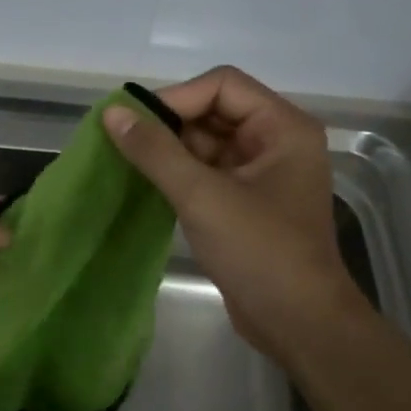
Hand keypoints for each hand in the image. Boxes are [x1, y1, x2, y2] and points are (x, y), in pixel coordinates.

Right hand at [103, 66, 369, 362]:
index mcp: (282, 128)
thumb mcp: (202, 196)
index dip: (175, 98)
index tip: (132, 123)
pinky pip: (207, 173)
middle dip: (169, 125)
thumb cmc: (260, 252)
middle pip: (214, 112)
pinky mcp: (246, 204)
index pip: (222, 86)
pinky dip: (178, 176)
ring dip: (169, 152)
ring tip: (127, 165)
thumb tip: (112, 112)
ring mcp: (262, 175)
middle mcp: (276, 142)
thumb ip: (155, 151)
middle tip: (123, 145)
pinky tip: (146, 187)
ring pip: (206, 144)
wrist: (298, 323)